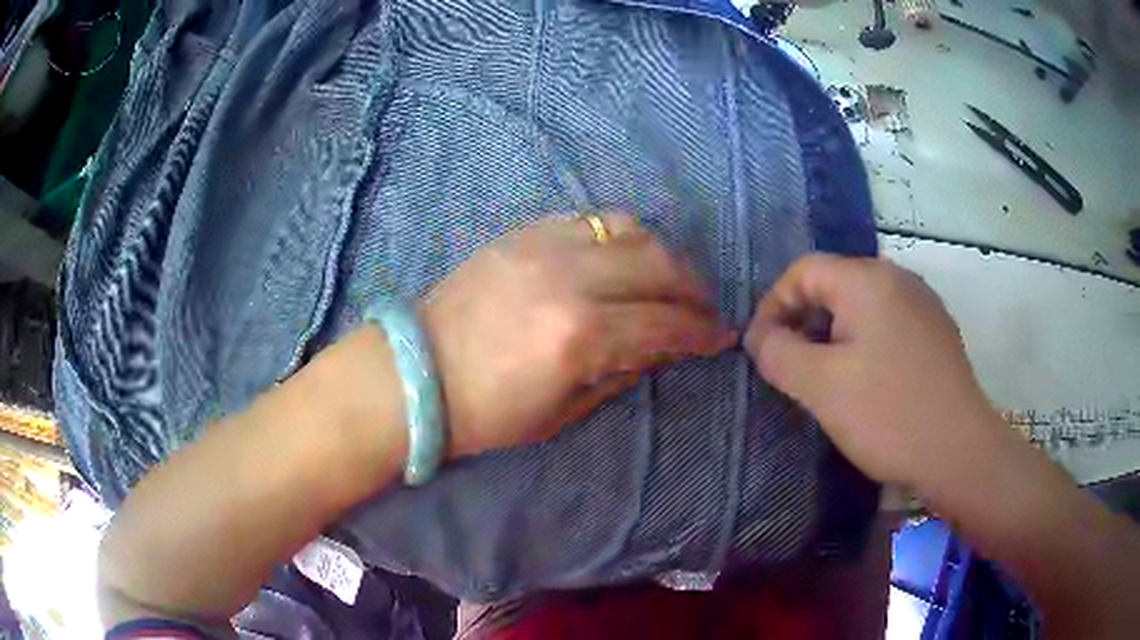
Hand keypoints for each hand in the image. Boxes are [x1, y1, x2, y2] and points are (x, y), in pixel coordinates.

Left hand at [422, 213, 734, 457]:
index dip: (701, 333)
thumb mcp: (563, 412)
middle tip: (702, 308)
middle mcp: (570, 279)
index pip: (665, 325)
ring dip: (663, 254)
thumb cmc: (487, 412)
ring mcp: (544, 246)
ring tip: (670, 278)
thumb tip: (662, 347)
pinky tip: (624, 257)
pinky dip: (620, 236)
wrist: (417, 374)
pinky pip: (590, 219)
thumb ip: (622, 372)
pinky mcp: (523, 232)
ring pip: (630, 231)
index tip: (720, 338)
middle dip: (693, 289)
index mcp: (580, 336)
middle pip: (659, 266)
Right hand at [744, 255, 1001, 487]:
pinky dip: (865, 344)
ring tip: (827, 380)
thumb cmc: (889, 415)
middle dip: (804, 323)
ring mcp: (923, 304)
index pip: (803, 271)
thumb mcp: (822, 387)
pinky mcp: (936, 332)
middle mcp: (898, 278)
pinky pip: (888, 324)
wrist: (959, 451)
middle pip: (834, 285)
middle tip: (792, 369)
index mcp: (868, 280)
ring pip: (862, 306)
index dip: (773, 306)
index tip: (761, 350)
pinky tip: (869, 383)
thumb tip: (761, 337)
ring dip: (834, 336)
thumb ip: (779, 353)